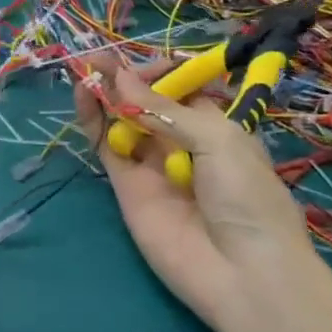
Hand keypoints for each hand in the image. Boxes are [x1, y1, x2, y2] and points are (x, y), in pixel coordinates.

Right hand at [74, 55, 313, 327]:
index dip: (162, 72)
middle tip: (99, 58)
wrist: (240, 272)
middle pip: (148, 100)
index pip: (183, 87)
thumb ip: (165, 109)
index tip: (147, 66)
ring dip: (105, 92)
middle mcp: (182, 141)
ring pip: (122, 119)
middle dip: (127, 77)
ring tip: (86, 68)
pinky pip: (106, 145)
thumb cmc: (247, 197)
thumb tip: (122, 79)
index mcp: (218, 127)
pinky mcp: (126, 184)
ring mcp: (151, 163)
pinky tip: (84, 95)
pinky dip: (93, 119)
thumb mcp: (218, 140)